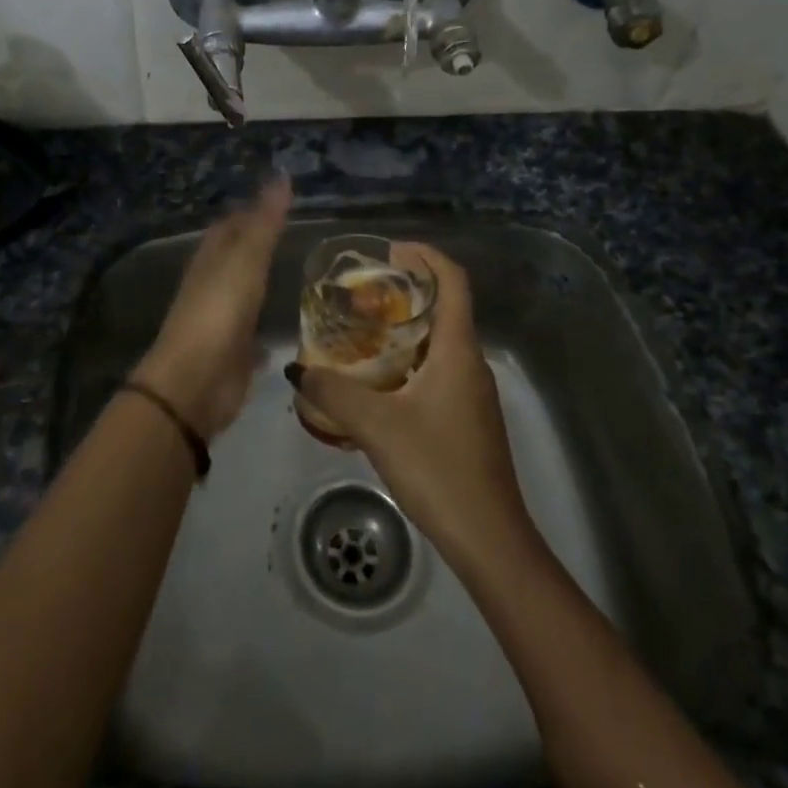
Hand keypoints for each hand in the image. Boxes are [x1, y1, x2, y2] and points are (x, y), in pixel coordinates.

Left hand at [132, 176, 291, 440]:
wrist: (195, 383)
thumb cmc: (218, 313)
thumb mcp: (245, 260)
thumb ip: (265, 222)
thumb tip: (281, 175)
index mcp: (211, 258)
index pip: (231, 224)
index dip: (252, 210)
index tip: (283, 198)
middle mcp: (214, 285)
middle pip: (238, 257)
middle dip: (262, 245)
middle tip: (301, 234)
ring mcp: (223, 320)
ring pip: (247, 293)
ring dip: (266, 283)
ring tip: (303, 273)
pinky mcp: (235, 352)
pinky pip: (255, 332)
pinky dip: (269, 325)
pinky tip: (290, 325)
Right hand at [286, 242, 531, 568]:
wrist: (489, 538)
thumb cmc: (439, 469)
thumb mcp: (378, 427)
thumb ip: (334, 394)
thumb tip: (298, 371)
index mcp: (458, 351)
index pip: (453, 282)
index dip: (426, 256)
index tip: (391, 249)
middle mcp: (471, 363)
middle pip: (445, 307)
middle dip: (408, 290)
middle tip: (362, 291)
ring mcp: (472, 393)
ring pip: (440, 342)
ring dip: (405, 328)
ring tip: (361, 332)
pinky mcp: (467, 418)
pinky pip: (438, 370)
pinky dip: (408, 361)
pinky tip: (376, 383)